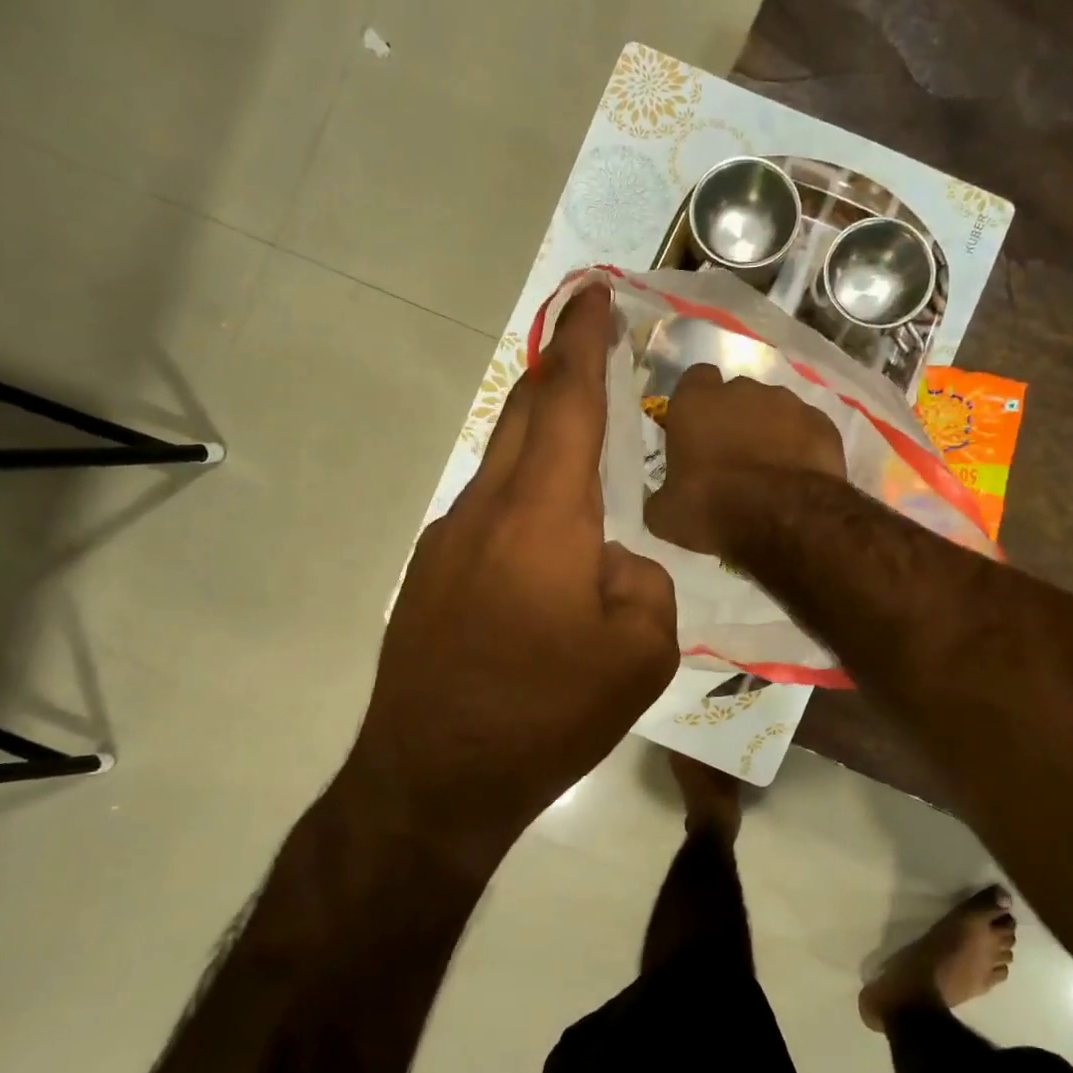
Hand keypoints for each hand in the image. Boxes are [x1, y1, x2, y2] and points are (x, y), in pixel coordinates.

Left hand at [346, 279, 678, 849]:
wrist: (434, 780)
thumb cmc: (546, 713)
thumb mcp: (641, 653)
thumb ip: (643, 581)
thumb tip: (611, 560)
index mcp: (543, 514)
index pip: (567, 401)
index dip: (584, 340)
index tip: (593, 292)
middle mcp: (487, 509)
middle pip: (522, 414)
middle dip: (557, 370)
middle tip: (588, 346)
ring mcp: (447, 541)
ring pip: (501, 466)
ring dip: (538, 440)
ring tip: (580, 450)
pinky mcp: (429, 577)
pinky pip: (486, 515)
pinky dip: (521, 501)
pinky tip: (544, 547)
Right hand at [644, 364, 845, 556]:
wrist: (785, 518)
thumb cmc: (712, 508)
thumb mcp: (666, 514)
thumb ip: (661, 497)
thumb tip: (663, 502)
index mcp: (696, 402)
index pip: (694, 379)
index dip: (696, 402)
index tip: (696, 429)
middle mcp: (743, 390)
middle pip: (736, 395)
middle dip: (734, 418)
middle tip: (731, 458)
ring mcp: (788, 403)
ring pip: (774, 410)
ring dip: (769, 432)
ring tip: (768, 471)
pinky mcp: (822, 423)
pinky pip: (806, 430)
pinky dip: (800, 447)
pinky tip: (797, 476)